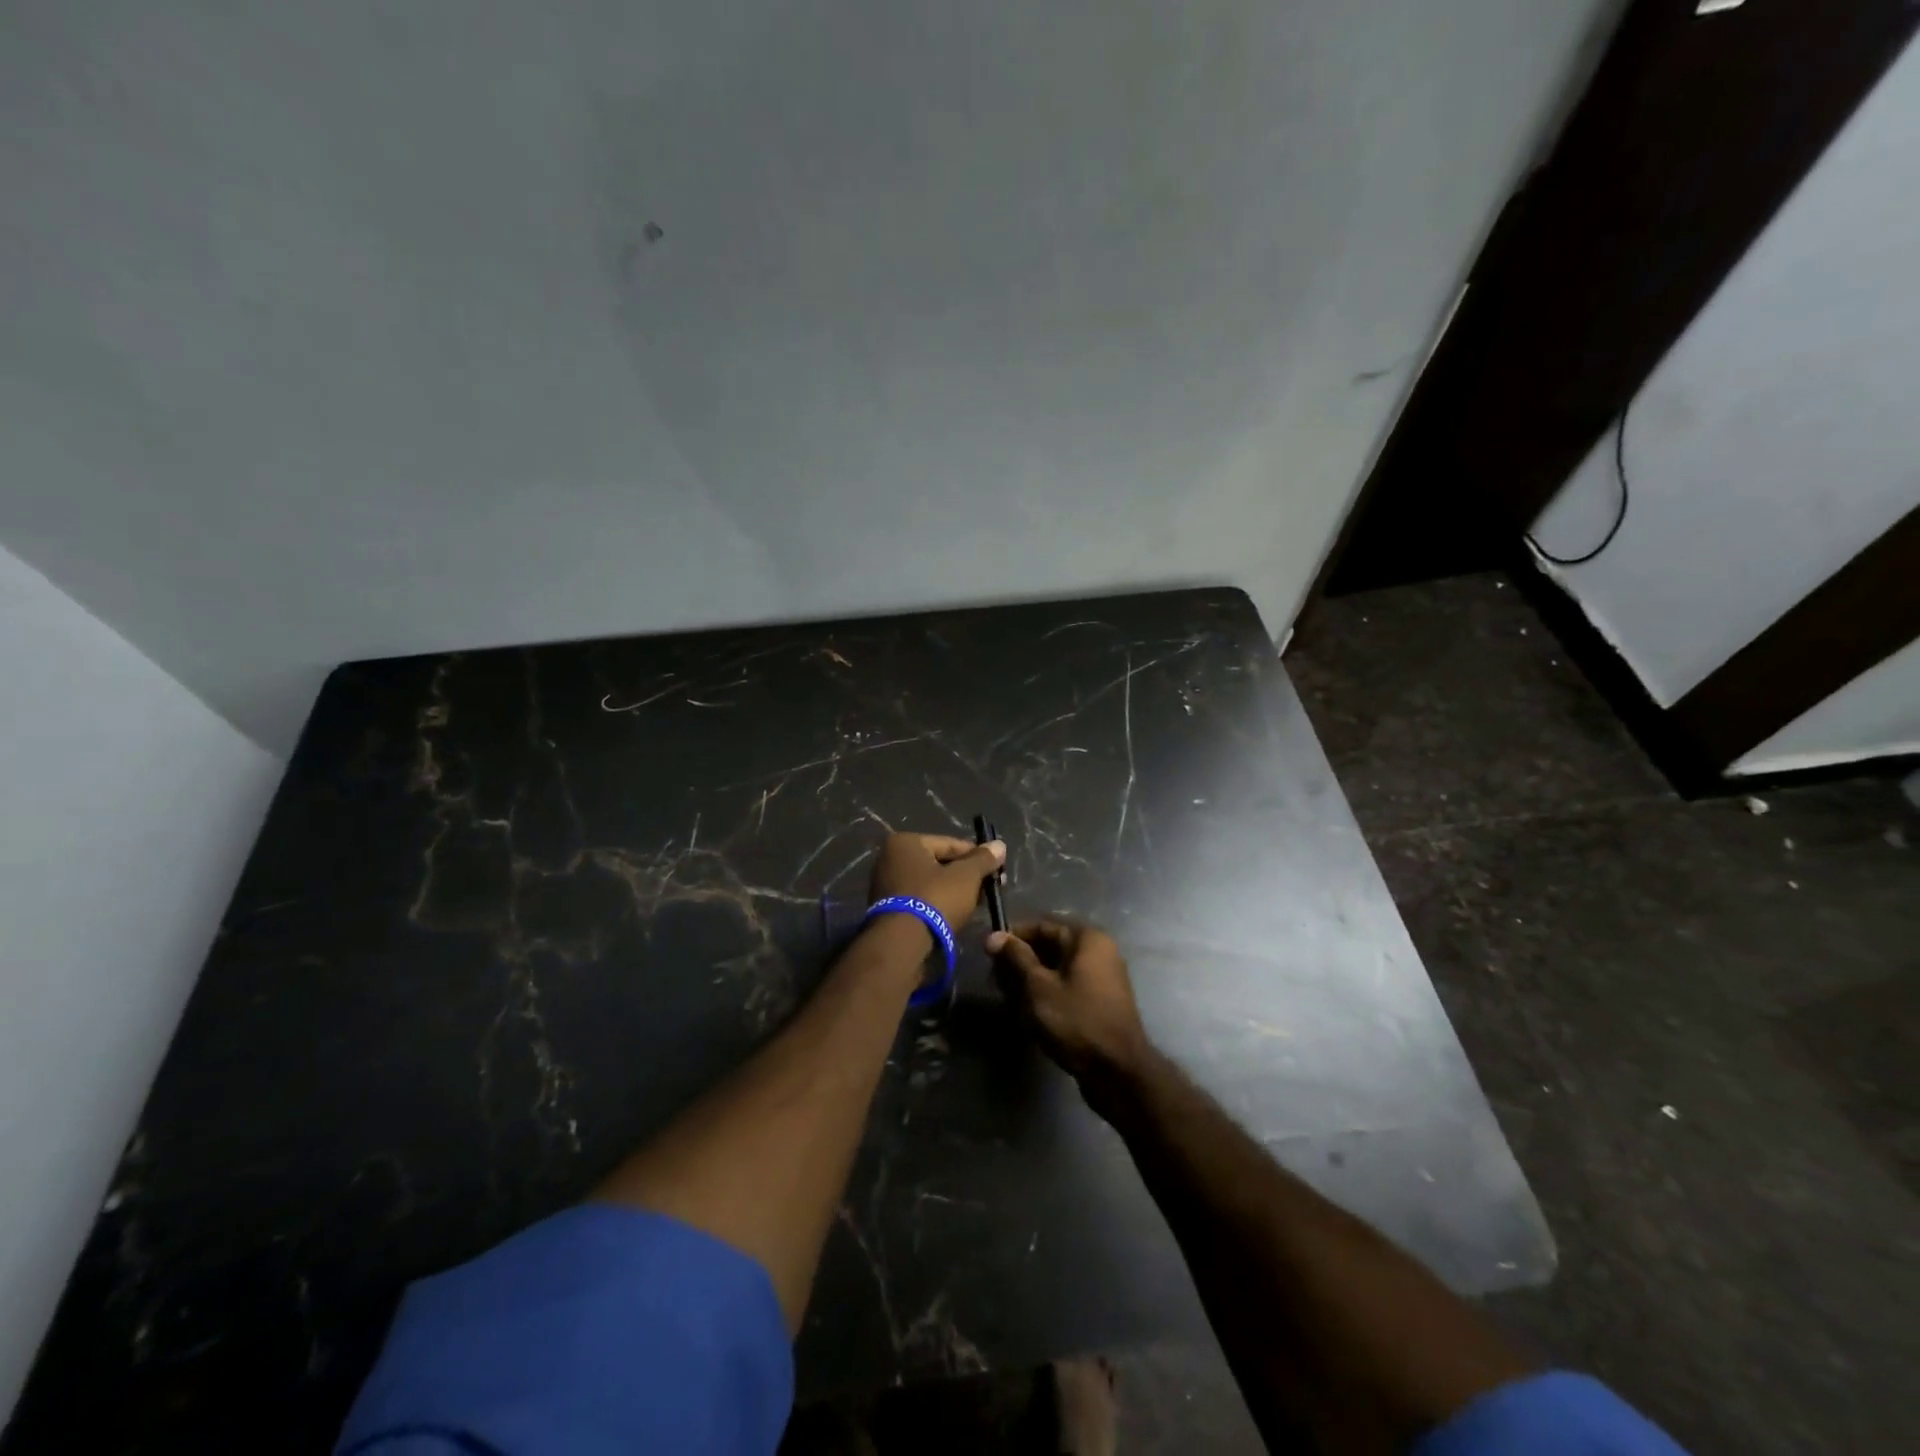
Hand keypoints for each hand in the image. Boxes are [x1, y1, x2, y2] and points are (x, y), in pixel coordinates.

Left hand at [868, 832, 1005, 940]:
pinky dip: (937, 903)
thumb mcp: (966, 877)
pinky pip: (920, 899)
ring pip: (930, 883)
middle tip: (989, 889)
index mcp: (905, 842)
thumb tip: (999, 845)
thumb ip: (983, 859)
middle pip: (939, 863)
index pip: (950, 844)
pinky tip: (956, 914)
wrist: (902, 944)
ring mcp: (885, 884)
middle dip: (966, 876)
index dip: (978, 857)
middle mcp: (889, 858)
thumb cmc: (935, 899)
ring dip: (953, 891)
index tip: (997, 871)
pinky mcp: (887, 909)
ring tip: (976, 904)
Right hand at [988, 920, 1149, 1086]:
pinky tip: (1031, 1013)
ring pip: (1058, 969)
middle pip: (1050, 947)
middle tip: (997, 983)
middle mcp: (1099, 951)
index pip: (1041, 927)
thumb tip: (994, 936)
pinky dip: (1049, 994)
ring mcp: (1103, 977)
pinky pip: (1069, 987)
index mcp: (1087, 939)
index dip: (1013, 939)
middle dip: (1021, 963)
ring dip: (1032, 981)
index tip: (989, 955)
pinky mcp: (1102, 1002)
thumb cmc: (1076, 1021)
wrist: (1118, 1071)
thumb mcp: (1038, 987)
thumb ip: (1016, 958)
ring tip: (1010, 1001)